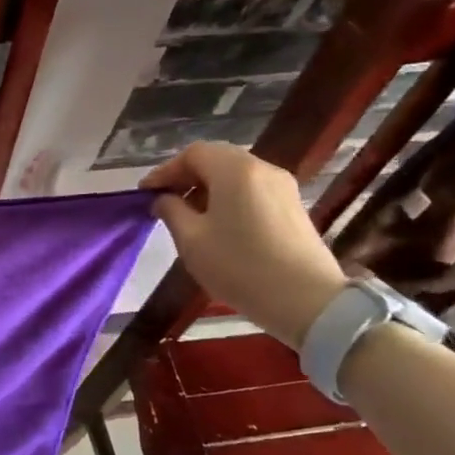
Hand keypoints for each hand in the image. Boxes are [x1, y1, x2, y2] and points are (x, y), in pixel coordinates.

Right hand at [142, 142, 346, 348]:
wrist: (308, 301)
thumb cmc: (240, 266)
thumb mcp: (191, 240)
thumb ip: (171, 211)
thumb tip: (164, 199)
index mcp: (235, 170)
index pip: (193, 153)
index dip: (165, 170)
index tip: (146, 194)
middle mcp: (262, 169)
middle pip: (216, 159)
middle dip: (186, 177)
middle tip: (165, 201)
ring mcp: (283, 188)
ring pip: (235, 175)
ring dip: (207, 189)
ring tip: (189, 217)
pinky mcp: (293, 208)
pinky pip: (252, 190)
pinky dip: (229, 198)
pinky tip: (218, 226)